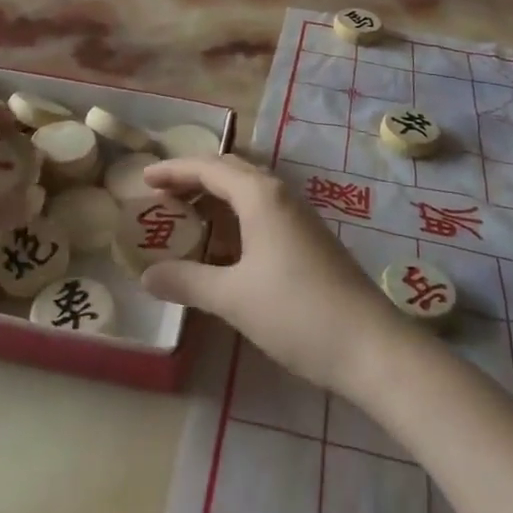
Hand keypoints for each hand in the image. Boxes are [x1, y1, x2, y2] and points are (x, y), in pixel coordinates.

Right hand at [139, 155, 406, 395]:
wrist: (369, 344)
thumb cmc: (296, 312)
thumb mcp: (233, 298)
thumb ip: (187, 281)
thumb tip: (146, 274)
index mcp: (260, 195)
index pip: (209, 167)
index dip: (174, 170)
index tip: (143, 177)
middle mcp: (280, 193)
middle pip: (230, 170)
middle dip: (194, 176)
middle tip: (160, 193)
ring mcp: (298, 214)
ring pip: (249, 188)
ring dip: (216, 193)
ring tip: (185, 213)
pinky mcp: (309, 236)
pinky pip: (262, 208)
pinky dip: (235, 212)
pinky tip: (225, 241)